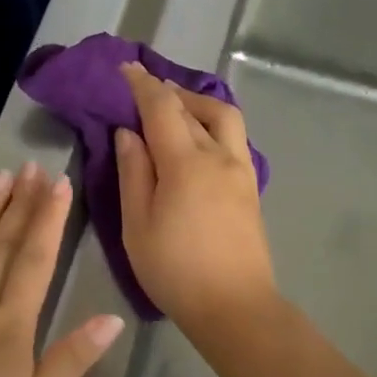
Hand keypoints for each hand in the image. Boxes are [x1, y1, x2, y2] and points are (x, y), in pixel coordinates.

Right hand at [115, 62, 276, 333]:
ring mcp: (241, 170)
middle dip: (168, 91)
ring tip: (175, 109)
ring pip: (224, 118)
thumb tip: (128, 133)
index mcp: (186, 163)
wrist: (235, 307)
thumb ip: (133, 173)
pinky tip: (198, 139)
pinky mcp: (251, 187)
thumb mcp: (138, 224)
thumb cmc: (175, 270)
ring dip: (198, 103)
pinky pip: (234, 138)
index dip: (142, 85)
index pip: (162, 108)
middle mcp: (219, 156)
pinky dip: (213, 124)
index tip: (125, 69)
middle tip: (145, 90)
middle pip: (195, 107)